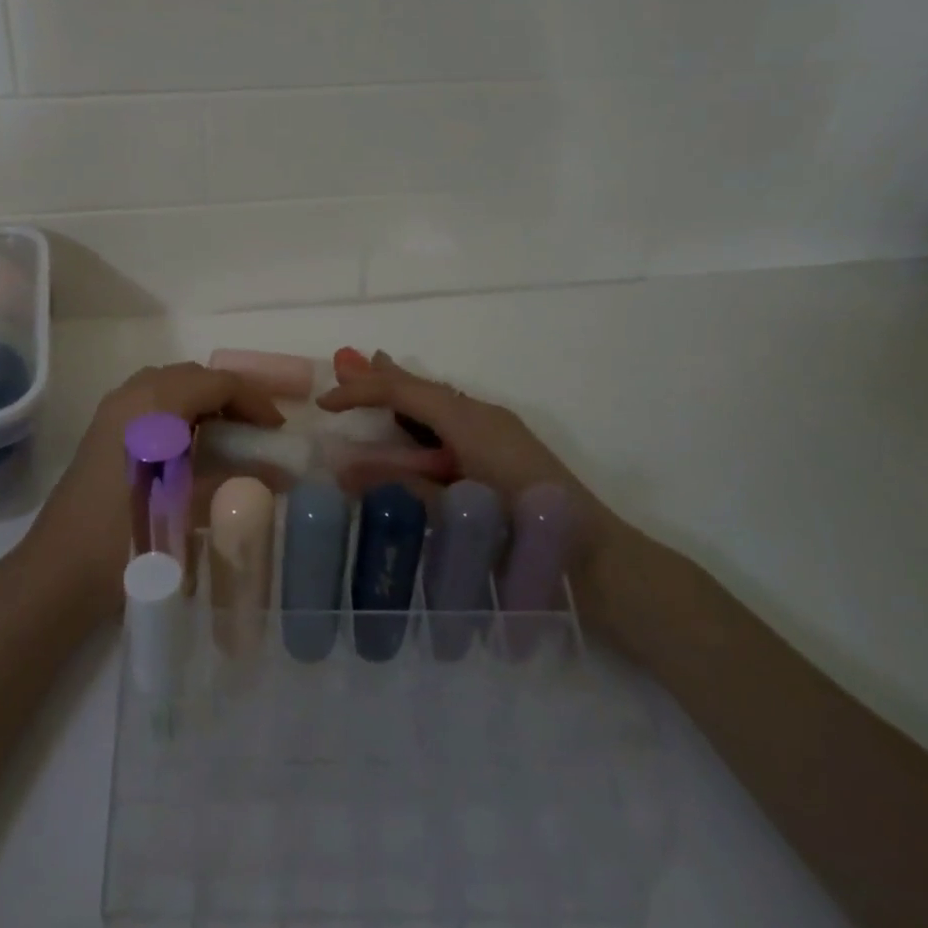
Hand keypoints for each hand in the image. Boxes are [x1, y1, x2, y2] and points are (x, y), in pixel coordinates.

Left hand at [21, 363, 282, 620]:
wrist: (60, 571)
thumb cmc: (130, 536)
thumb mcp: (192, 507)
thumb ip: (240, 481)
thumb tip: (284, 473)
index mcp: (156, 402)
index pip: (219, 382)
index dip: (255, 401)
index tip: (278, 431)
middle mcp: (133, 393)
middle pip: (195, 376)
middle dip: (231, 397)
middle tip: (258, 432)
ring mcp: (113, 409)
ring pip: (171, 386)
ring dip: (205, 402)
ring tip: (230, 438)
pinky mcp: (103, 429)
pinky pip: (152, 401)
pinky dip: (180, 412)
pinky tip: (191, 447)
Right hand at [317, 350, 640, 631]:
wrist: (602, 564)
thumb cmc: (526, 536)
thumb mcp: (456, 512)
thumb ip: (401, 489)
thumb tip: (345, 471)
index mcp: (471, 421)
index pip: (405, 391)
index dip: (361, 391)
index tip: (324, 403)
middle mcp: (485, 415)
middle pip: (424, 386)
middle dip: (384, 376)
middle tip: (347, 362)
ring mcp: (500, 432)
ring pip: (440, 402)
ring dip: (406, 393)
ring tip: (377, 379)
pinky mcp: (507, 451)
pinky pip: (454, 420)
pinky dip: (426, 416)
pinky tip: (419, 426)